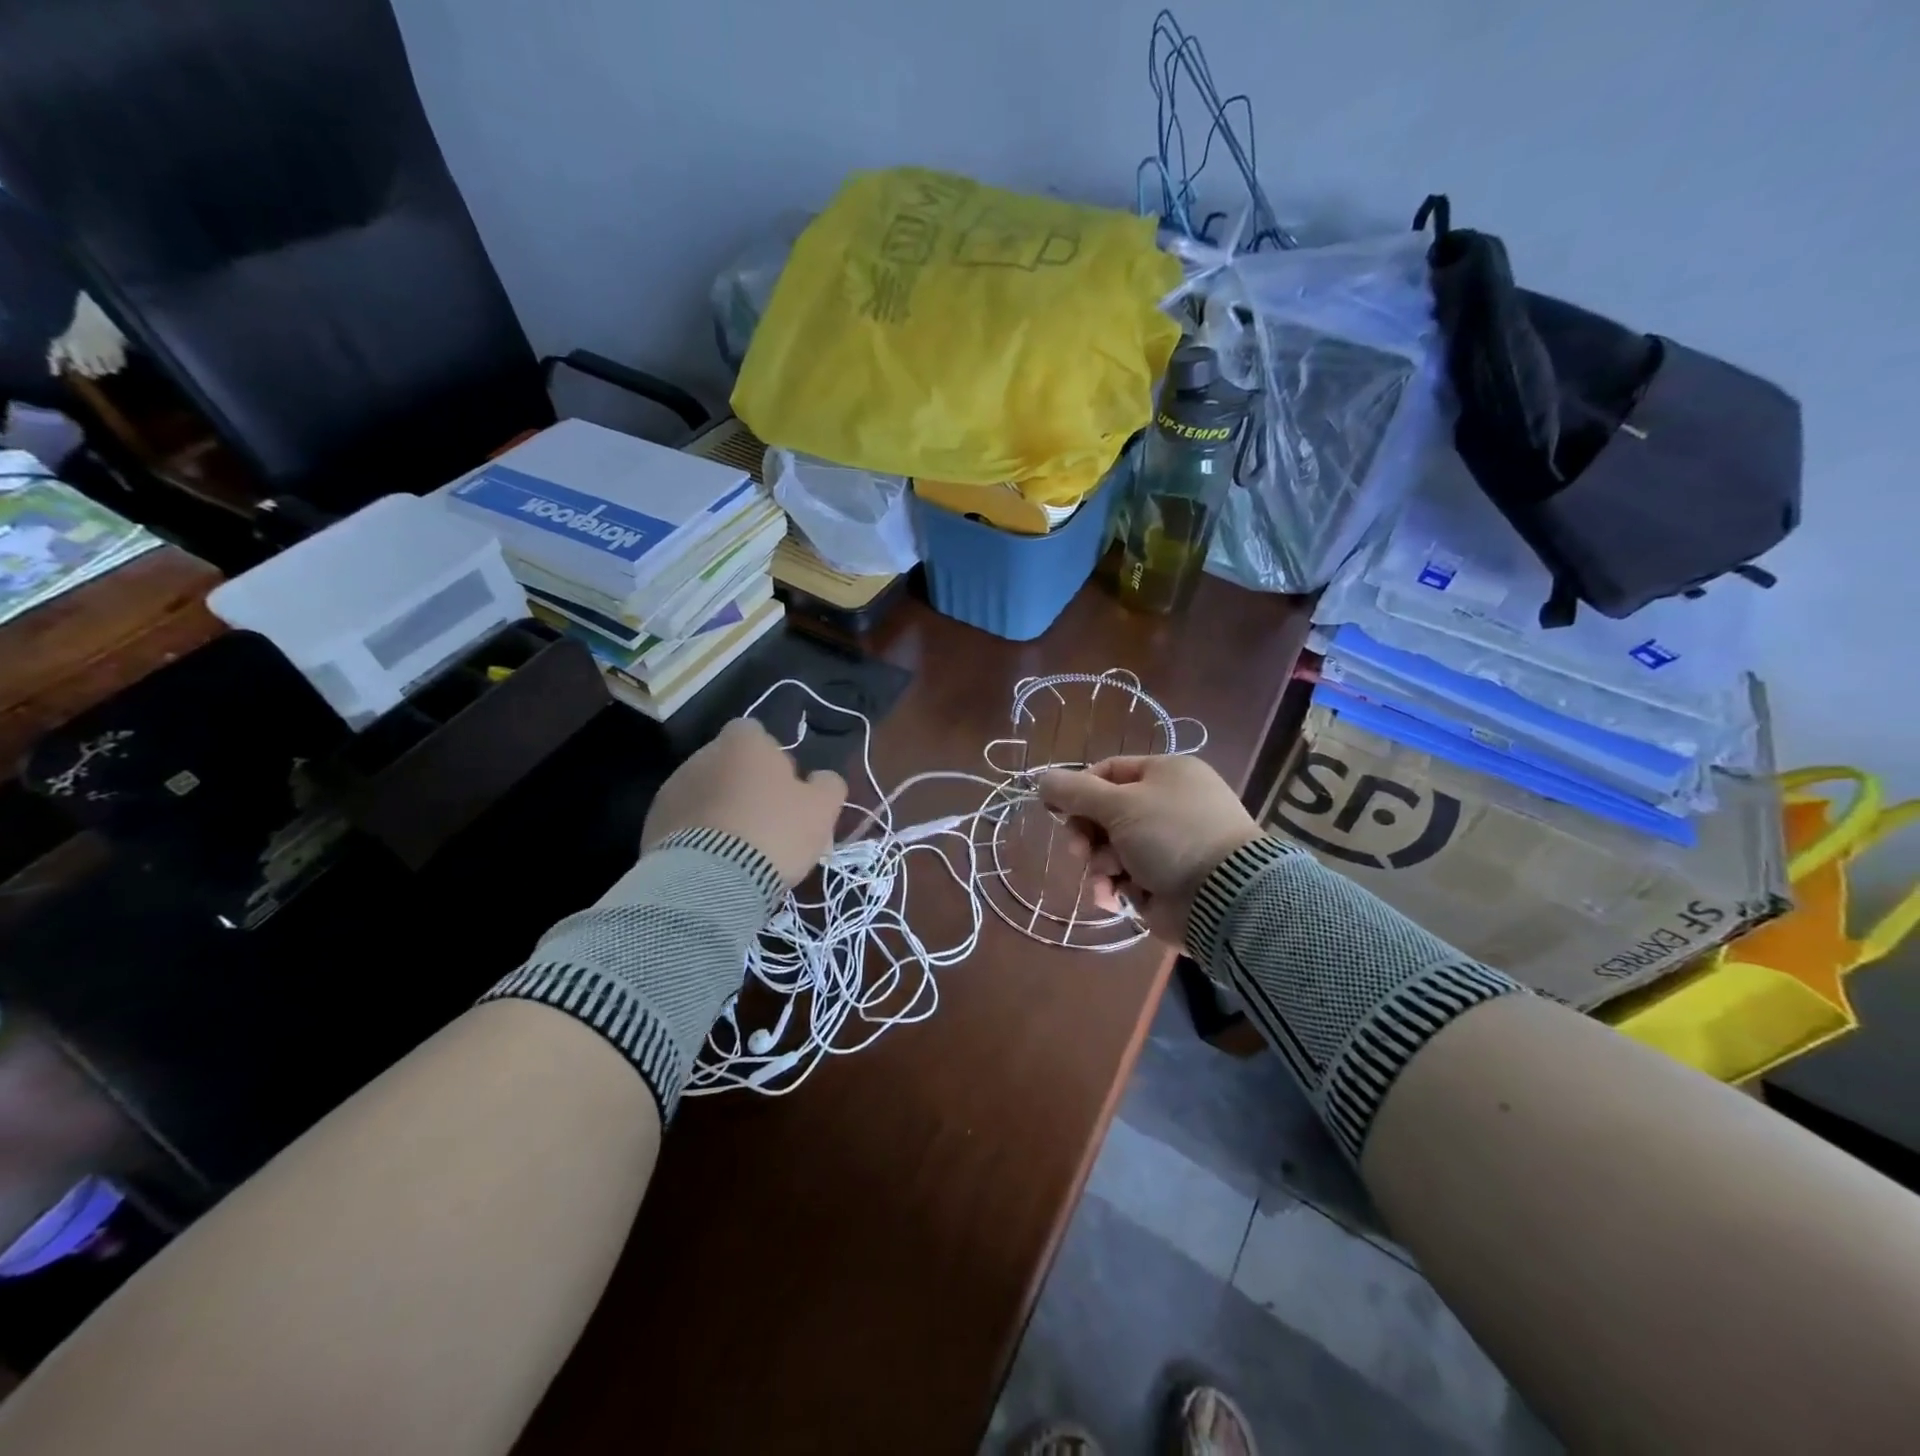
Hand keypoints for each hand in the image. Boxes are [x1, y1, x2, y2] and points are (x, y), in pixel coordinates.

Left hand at [643, 718, 846, 887]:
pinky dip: (699, 834)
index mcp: (743, 742)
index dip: (772, 757)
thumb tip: (820, 778)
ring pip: (705, 792)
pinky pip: (685, 822)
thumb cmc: (775, 831)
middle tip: (767, 820)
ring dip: (720, 809)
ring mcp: (672, 789)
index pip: (755, 733)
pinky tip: (716, 862)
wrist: (711, 880)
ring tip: (739, 848)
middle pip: (729, 763)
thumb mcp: (822, 808)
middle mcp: (702, 755)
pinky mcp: (653, 824)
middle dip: (744, 784)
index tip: (785, 787)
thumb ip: (827, 783)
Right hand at [1038, 755, 1261, 944]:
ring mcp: (1168, 845)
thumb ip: (1075, 792)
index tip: (1057, 810)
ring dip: (1099, 864)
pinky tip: (1112, 898)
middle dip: (1087, 834)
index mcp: (1166, 774)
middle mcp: (1168, 805)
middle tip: (1079, 849)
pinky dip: (1114, 887)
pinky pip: (1126, 878)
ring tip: (1107, 877)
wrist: (1223, 897)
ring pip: (1111, 849)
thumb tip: (1042, 779)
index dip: (1079, 790)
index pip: (1109, 771)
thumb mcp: (1119, 805)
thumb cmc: (1171, 835)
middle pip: (1106, 813)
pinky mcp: (1166, 881)